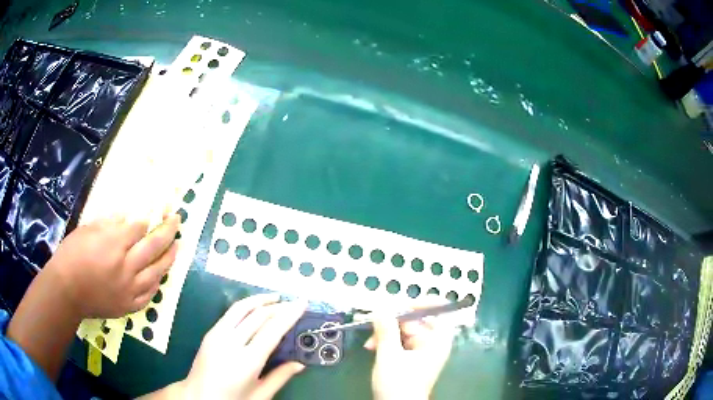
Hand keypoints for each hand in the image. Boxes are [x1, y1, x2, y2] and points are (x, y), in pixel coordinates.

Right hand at [45, 214, 178, 318]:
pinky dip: (157, 283)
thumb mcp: (87, 230)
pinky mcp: (129, 305)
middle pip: (153, 246)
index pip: (139, 228)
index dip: (147, 220)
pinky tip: (161, 275)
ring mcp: (130, 289)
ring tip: (177, 246)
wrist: (66, 292)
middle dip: (168, 230)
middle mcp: (126, 267)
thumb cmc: (71, 256)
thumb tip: (127, 219)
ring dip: (169, 257)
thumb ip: (109, 224)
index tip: (155, 213)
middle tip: (178, 220)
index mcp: (114, 244)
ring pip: (156, 272)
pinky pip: (149, 294)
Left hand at [182, 294, 306, 399]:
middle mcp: (231, 343)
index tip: (302, 303)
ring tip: (275, 297)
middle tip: (294, 302)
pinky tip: (254, 308)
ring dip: (260, 300)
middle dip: (278, 306)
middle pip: (258, 316)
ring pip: (241, 308)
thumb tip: (300, 364)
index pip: (272, 330)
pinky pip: (230, 313)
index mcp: (247, 361)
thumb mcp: (260, 395)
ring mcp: (217, 335)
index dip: (289, 315)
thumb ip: (280, 377)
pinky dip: (246, 306)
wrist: (198, 397)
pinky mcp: (210, 332)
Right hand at [365, 303, 455, 399]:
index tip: (400, 305)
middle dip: (392, 323)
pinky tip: (373, 348)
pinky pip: (400, 342)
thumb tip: (381, 307)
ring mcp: (422, 351)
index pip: (438, 310)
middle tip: (374, 326)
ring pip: (404, 331)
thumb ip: (385, 329)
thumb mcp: (389, 355)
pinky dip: (387, 343)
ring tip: (370, 344)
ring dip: (385, 334)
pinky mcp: (411, 359)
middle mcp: (432, 343)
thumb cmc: (399, 383)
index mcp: (437, 339)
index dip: (421, 303)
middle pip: (416, 321)